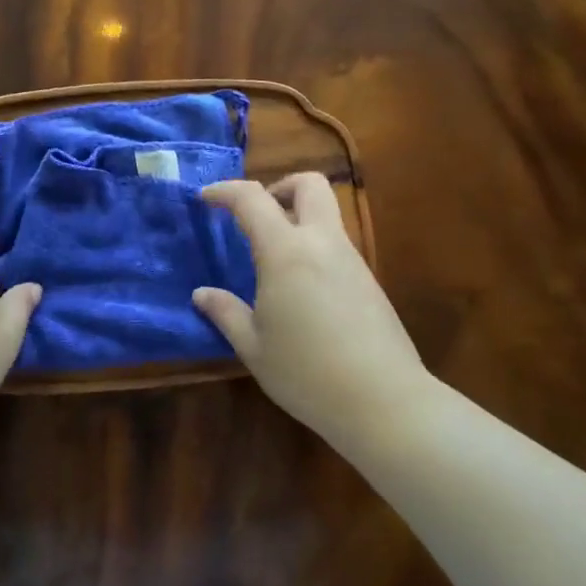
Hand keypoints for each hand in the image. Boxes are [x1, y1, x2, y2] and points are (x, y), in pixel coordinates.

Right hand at [196, 174, 430, 452]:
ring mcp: (351, 259)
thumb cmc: (307, 373)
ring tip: (274, 260)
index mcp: (286, 251)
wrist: (384, 401)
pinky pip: (337, 244)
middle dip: (279, 186)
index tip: (206, 198)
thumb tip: (202, 295)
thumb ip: (226, 313)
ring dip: (298, 218)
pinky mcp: (369, 280)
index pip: (252, 198)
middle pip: (309, 184)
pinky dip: (314, 246)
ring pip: (327, 213)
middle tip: (257, 217)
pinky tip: (302, 289)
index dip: (225, 191)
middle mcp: (322, 242)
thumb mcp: (254, 347)